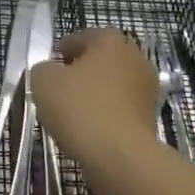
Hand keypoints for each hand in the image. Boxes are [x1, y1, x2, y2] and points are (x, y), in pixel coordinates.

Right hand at [28, 29, 157, 170]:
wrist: (121, 156)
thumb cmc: (81, 108)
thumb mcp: (44, 81)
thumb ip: (43, 69)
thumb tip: (51, 73)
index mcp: (112, 41)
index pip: (83, 37)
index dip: (63, 49)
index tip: (51, 63)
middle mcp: (135, 58)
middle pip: (101, 60)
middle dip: (81, 71)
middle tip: (59, 86)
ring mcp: (146, 89)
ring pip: (112, 86)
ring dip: (94, 94)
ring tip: (71, 111)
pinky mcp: (150, 117)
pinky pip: (120, 108)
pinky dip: (105, 114)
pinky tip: (88, 128)